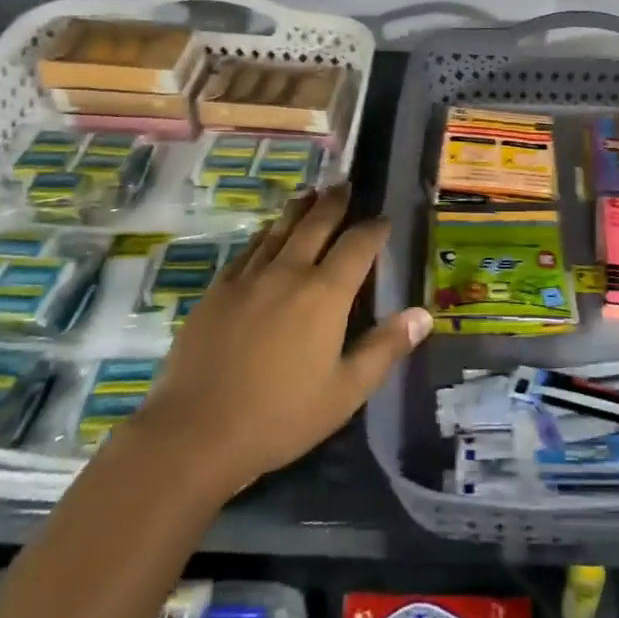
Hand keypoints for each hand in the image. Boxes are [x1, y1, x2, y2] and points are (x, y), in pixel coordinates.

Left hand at [140, 185, 430, 493]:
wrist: (195, 432)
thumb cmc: (280, 416)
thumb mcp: (345, 392)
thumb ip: (385, 349)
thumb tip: (424, 315)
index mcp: (325, 293)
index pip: (358, 245)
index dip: (374, 228)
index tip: (384, 220)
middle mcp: (289, 271)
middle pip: (317, 222)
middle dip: (335, 201)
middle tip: (346, 185)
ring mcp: (249, 277)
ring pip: (279, 228)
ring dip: (300, 208)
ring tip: (311, 194)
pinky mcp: (217, 289)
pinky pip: (248, 249)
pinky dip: (265, 234)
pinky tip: (266, 234)